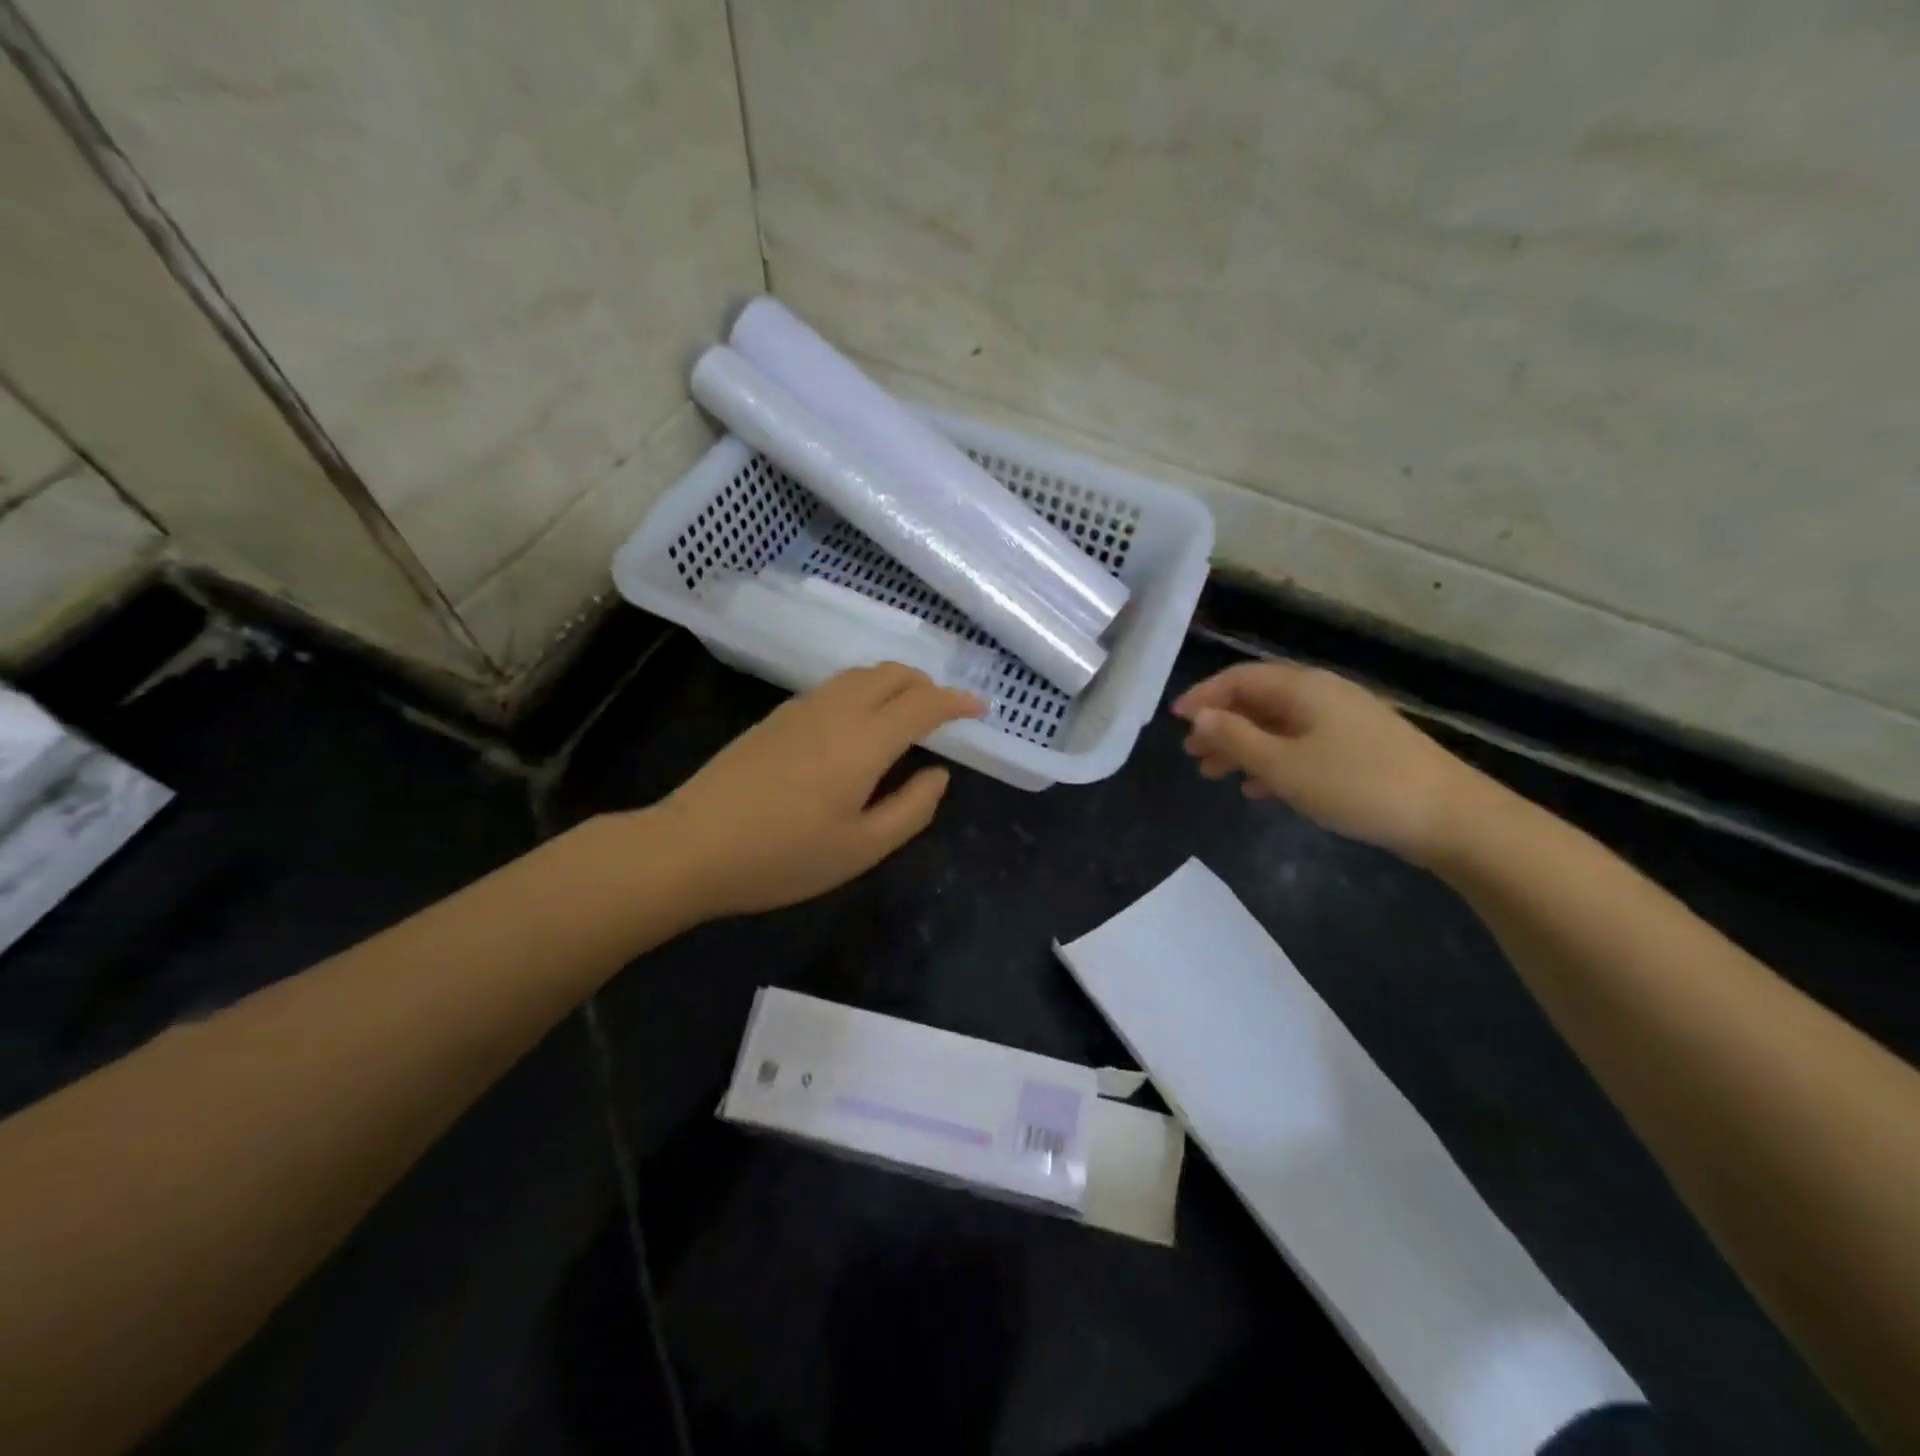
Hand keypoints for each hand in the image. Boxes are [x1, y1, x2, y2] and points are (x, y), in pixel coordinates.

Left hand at [658, 663, 985, 917]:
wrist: (690, 847)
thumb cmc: (783, 857)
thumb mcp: (861, 848)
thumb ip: (911, 809)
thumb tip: (939, 774)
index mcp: (864, 740)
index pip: (923, 703)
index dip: (957, 701)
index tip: (981, 708)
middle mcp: (836, 710)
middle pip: (892, 674)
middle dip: (927, 684)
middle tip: (945, 713)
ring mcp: (800, 709)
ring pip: (860, 675)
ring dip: (893, 684)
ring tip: (906, 715)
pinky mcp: (775, 718)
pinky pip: (834, 688)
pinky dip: (863, 691)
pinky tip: (858, 725)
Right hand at [1171, 662, 1485, 863]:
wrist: (1450, 817)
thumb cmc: (1357, 785)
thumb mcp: (1284, 765)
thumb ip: (1236, 739)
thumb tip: (1199, 718)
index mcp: (1303, 688)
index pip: (1240, 679)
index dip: (1204, 697)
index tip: (1175, 721)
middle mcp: (1322, 696)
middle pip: (1258, 702)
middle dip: (1221, 726)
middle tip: (1192, 755)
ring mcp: (1344, 722)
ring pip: (1278, 727)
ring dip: (1243, 747)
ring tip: (1215, 775)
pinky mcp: (1359, 750)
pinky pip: (1301, 746)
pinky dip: (1273, 762)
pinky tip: (1259, 789)